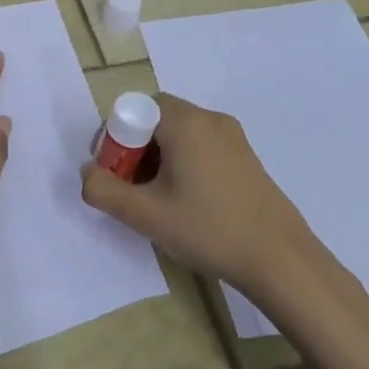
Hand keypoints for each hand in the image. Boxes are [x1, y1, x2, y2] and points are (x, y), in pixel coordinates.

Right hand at [79, 92, 329, 296]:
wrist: (280, 259)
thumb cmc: (208, 229)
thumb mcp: (145, 214)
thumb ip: (103, 190)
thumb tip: (88, 173)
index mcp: (185, 122)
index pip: (134, 109)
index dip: (114, 138)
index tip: (113, 174)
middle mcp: (209, 118)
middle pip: (155, 119)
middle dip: (134, 149)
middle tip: (130, 188)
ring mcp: (232, 136)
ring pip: (178, 134)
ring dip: (157, 158)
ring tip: (156, 199)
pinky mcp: (245, 156)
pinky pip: (200, 146)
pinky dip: (182, 163)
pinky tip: (186, 201)